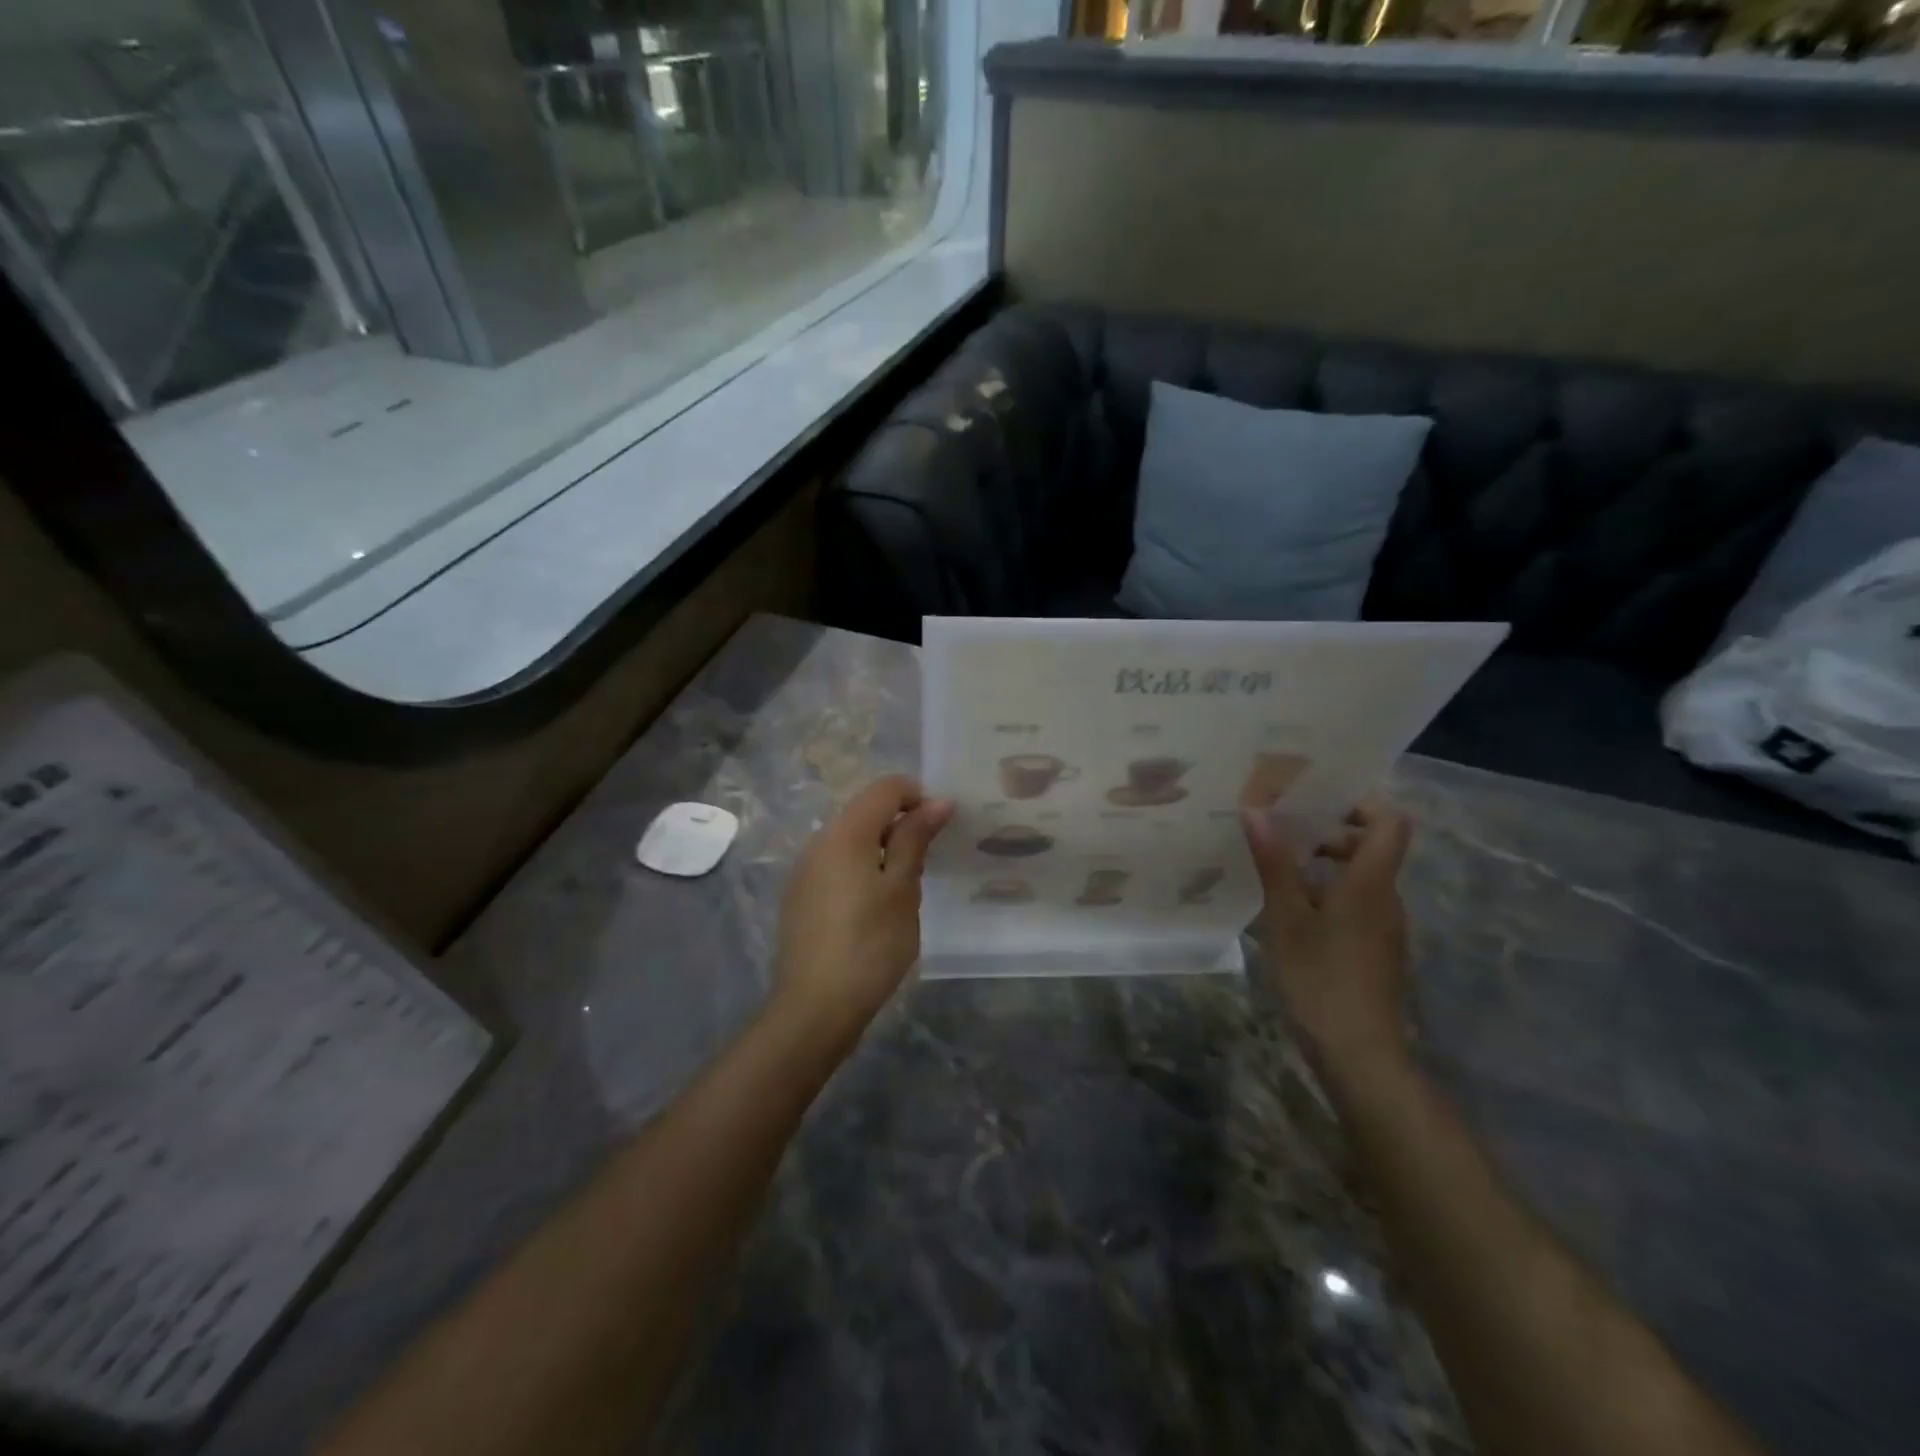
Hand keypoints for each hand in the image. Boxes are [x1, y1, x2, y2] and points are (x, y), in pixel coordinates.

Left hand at [774, 775, 953, 1046]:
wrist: (815, 1007)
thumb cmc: (870, 945)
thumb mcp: (903, 889)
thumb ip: (916, 839)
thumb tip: (936, 801)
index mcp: (845, 833)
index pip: (886, 788)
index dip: (918, 797)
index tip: (941, 829)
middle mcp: (819, 841)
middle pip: (866, 811)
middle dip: (901, 825)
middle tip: (927, 864)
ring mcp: (804, 870)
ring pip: (851, 839)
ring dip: (883, 849)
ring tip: (904, 890)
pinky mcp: (800, 896)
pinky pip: (837, 864)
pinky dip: (862, 869)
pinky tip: (874, 908)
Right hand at [1241, 799, 1413, 1086]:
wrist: (1360, 1055)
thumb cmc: (1321, 980)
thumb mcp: (1287, 919)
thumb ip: (1274, 863)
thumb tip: (1256, 810)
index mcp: (1370, 883)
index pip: (1391, 822)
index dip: (1361, 802)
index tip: (1317, 800)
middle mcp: (1386, 898)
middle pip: (1372, 847)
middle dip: (1328, 833)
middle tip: (1281, 831)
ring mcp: (1384, 927)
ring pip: (1360, 878)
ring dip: (1322, 866)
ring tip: (1275, 868)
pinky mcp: (1374, 951)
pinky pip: (1355, 905)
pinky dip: (1326, 895)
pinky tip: (1288, 911)